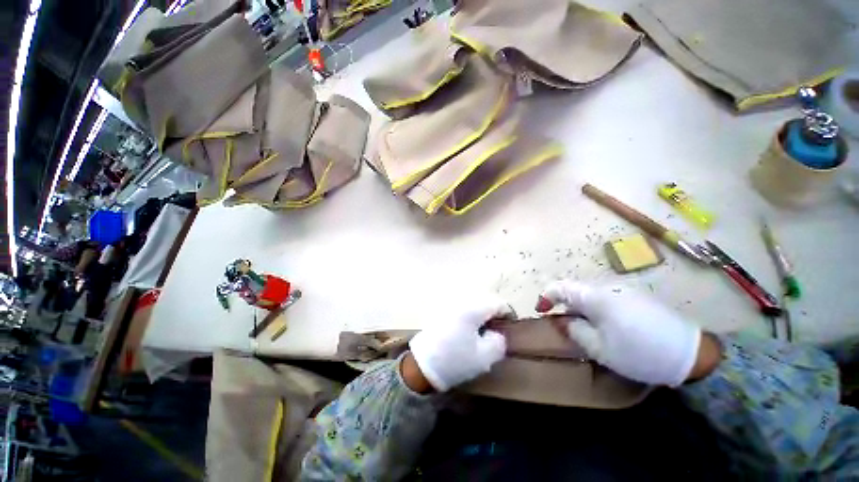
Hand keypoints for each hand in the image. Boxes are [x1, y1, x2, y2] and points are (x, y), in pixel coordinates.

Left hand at [407, 296, 512, 391]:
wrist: (423, 365)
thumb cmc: (456, 360)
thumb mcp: (485, 356)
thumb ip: (499, 341)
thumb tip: (497, 333)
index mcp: (473, 309)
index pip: (497, 303)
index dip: (507, 314)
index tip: (509, 327)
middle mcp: (461, 301)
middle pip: (484, 300)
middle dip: (493, 313)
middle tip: (495, 330)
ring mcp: (449, 304)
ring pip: (472, 302)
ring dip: (480, 313)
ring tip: (481, 330)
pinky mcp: (441, 310)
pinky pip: (461, 307)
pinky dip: (468, 314)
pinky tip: (466, 329)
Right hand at [536, 280, 709, 386]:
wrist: (691, 353)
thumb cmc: (639, 352)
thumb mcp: (599, 348)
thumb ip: (573, 330)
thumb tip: (560, 321)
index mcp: (594, 297)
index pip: (559, 287)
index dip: (546, 297)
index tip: (541, 311)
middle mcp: (607, 287)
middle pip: (574, 289)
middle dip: (563, 304)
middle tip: (563, 324)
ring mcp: (624, 290)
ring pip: (590, 293)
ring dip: (580, 307)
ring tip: (584, 327)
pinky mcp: (637, 296)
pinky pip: (606, 297)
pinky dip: (596, 308)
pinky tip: (606, 326)